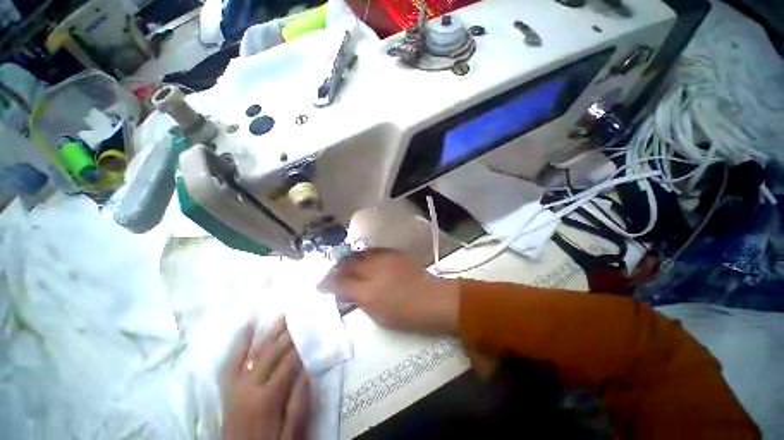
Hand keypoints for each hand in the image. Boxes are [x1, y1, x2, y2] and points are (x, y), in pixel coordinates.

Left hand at [222, 318, 309, 439]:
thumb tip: (308, 369)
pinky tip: (247, 327)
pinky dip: (240, 343)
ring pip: (253, 353)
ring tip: (281, 316)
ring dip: (268, 333)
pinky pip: (232, 361)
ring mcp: (236, 386)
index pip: (288, 364)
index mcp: (267, 398)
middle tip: (300, 317)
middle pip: (271, 354)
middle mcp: (249, 387)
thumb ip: (299, 401)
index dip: (301, 347)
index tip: (312, 330)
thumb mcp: (291, 431)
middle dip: (287, 334)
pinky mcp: (228, 388)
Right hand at [317, 248, 459, 333]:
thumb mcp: (378, 316)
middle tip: (331, 273)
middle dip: (336, 269)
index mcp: (368, 292)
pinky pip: (373, 251)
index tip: (320, 284)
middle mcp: (373, 271)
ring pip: (359, 254)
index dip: (327, 283)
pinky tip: (363, 259)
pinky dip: (364, 255)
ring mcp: (384, 259)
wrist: (432, 299)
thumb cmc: (406, 315)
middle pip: (347, 265)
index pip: (340, 284)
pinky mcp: (394, 253)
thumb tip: (347, 292)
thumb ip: (359, 301)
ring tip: (344, 265)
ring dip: (349, 260)